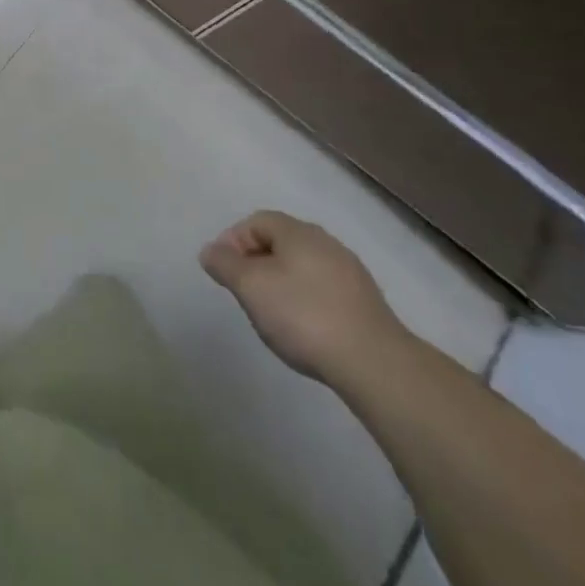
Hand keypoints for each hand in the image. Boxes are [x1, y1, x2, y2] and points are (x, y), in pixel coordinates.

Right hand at [200, 211, 409, 382]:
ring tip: (273, 315)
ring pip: (303, 268)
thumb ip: (225, 264)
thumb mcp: (250, 287)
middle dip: (257, 263)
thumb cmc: (303, 315)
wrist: (374, 364)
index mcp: (298, 231)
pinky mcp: (366, 304)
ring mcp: (350, 273)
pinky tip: (306, 330)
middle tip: (245, 293)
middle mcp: (325, 242)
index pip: (256, 221)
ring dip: (282, 284)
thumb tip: (210, 251)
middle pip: (280, 242)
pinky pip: (324, 291)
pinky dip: (307, 302)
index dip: (233, 242)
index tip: (225, 273)